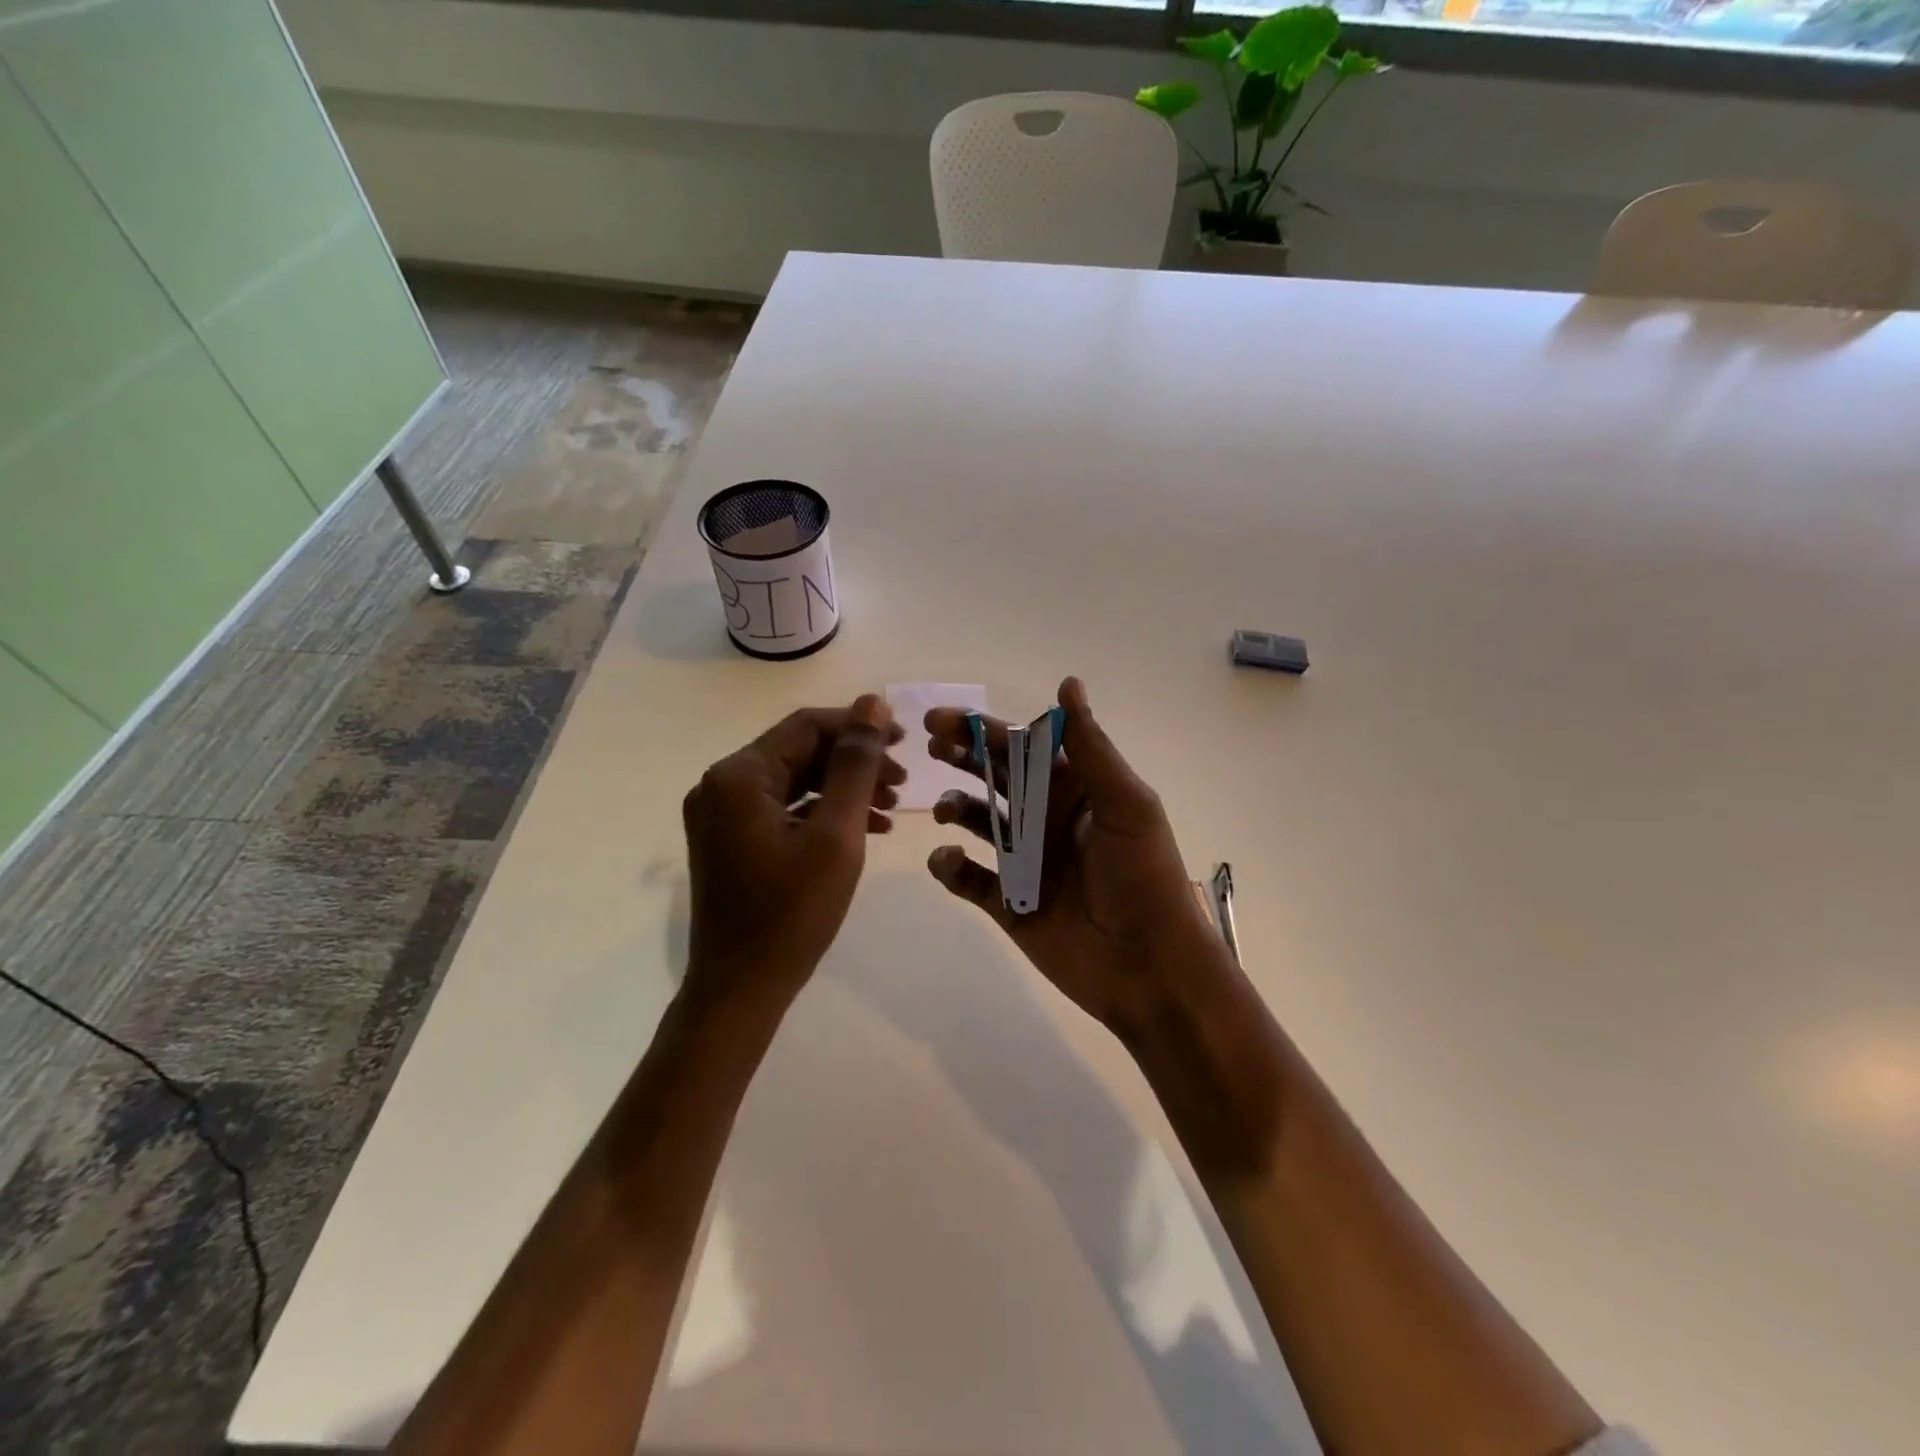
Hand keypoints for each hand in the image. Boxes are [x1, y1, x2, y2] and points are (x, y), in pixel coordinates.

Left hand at [684, 695, 905, 1003]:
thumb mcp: (836, 833)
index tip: (906, 743)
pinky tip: (865, 828)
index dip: (859, 727)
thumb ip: (856, 764)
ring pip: (794, 781)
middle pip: (799, 751)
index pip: (807, 726)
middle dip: (855, 762)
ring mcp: (722, 815)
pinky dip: (823, 813)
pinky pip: (783, 809)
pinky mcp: (731, 840)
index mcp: (738, 775)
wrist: (741, 991)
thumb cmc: (792, 913)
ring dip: (844, 788)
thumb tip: (872, 703)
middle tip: (904, 782)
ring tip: (893, 807)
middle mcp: (721, 785)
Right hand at [924, 677, 1229, 1038]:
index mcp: (1073, 791)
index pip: (1022, 749)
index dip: (984, 731)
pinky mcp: (1008, 904)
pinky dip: (950, 866)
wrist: (1149, 967)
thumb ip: (1089, 746)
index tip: (942, 721)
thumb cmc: (1142, 877)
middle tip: (931, 747)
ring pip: (977, 823)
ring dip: (956, 807)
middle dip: (962, 758)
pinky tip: (947, 860)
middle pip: (994, 778)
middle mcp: (1045, 820)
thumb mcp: (1124, 803)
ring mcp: (1024, 862)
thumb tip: (1067, 682)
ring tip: (945, 809)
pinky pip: (968, 879)